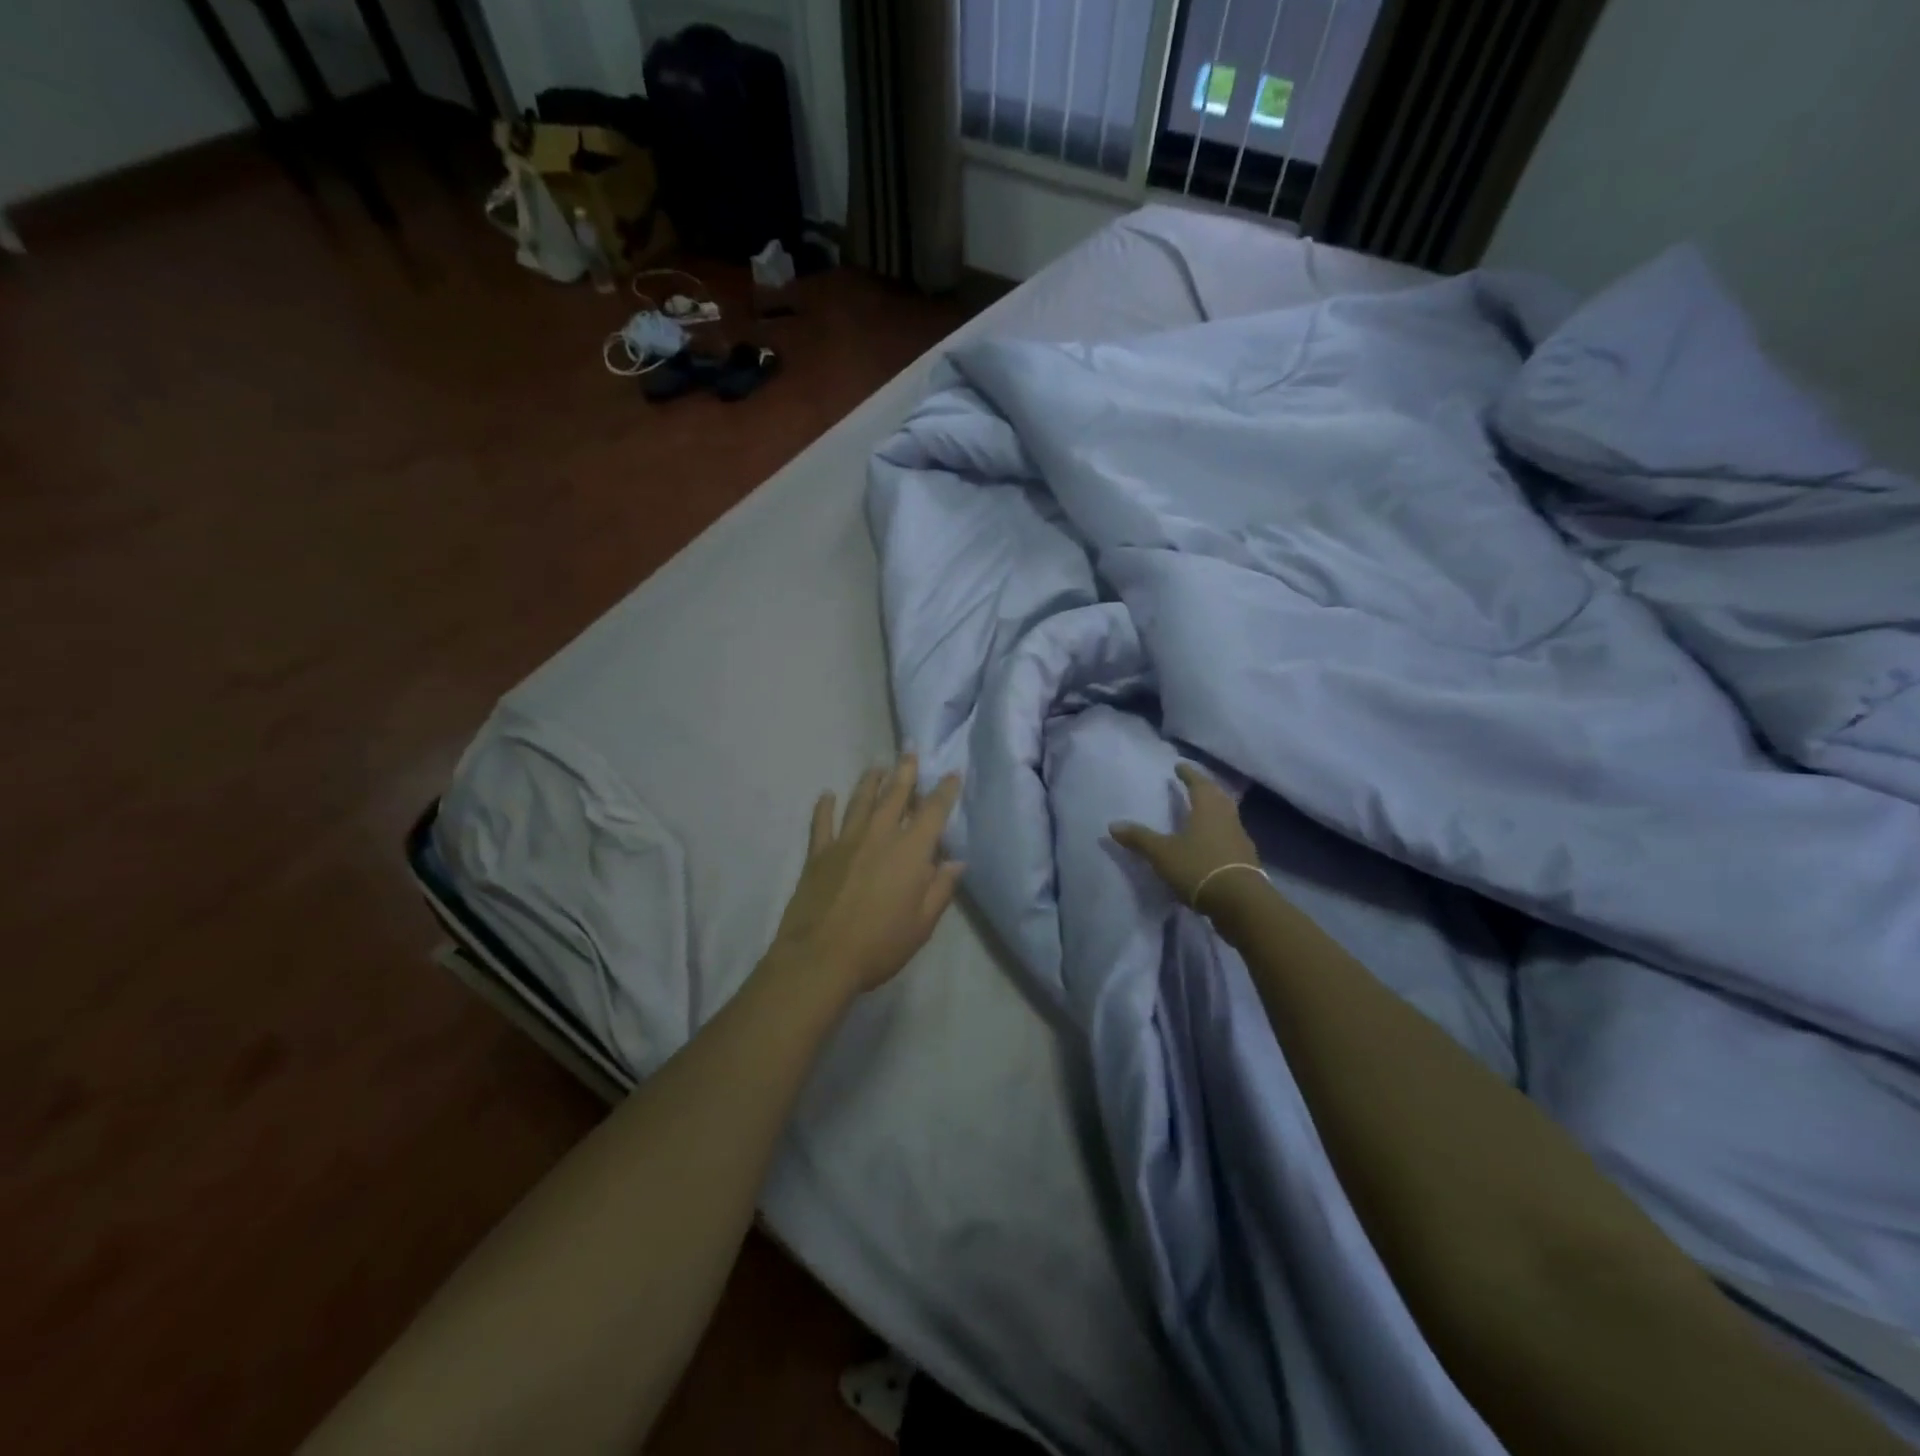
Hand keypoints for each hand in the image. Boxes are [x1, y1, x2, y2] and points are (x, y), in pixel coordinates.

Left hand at [769, 755, 965, 998]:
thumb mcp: (922, 924)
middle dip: (905, 772)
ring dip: (870, 782)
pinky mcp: (818, 854)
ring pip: (860, 802)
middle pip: (895, 795)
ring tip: (877, 768)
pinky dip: (824, 807)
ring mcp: (845, 842)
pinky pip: (821, 823)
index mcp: (910, 852)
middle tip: (909, 752)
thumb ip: (940, 889)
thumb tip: (956, 861)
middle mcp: (879, 836)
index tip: (951, 774)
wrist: (820, 957)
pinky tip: (826, 795)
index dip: (944, 791)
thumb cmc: (880, 944)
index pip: (933, 812)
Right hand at [1110, 763, 1260, 910]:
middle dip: (1205, 788)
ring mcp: (1239, 839)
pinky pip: (1230, 837)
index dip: (1188, 774)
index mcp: (1208, 809)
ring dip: (1214, 810)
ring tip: (1200, 811)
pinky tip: (1210, 842)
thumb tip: (1113, 825)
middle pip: (1217, 797)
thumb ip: (1139, 838)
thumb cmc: (1198, 867)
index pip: (1198, 784)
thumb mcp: (1162, 853)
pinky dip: (1218, 833)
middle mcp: (1227, 818)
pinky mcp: (1245, 860)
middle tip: (1193, 784)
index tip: (1179, 765)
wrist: (1241, 903)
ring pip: (1226, 816)